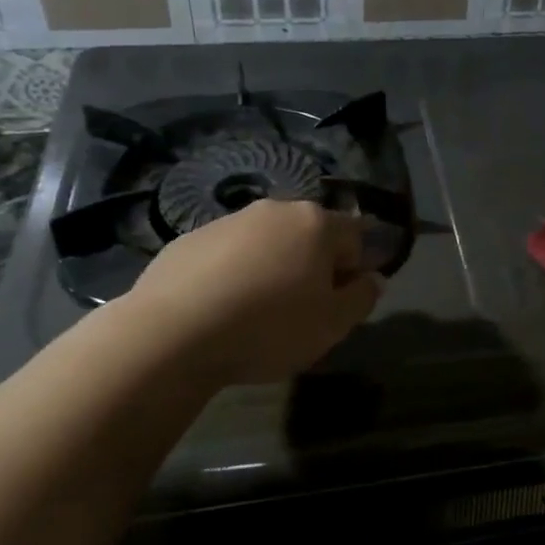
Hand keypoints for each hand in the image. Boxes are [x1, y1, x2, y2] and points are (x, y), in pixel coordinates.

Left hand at [123, 200, 382, 387]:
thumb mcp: (333, 324)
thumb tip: (373, 278)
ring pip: (266, 243)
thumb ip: (362, 297)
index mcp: (316, 223)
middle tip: (301, 310)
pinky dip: (233, 274)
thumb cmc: (269, 327)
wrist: (172, 334)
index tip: (339, 304)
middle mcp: (275, 210)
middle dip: (312, 266)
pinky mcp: (188, 239)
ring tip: (256, 313)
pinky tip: (220, 310)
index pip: (355, 237)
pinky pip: (227, 255)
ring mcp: (228, 220)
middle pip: (309, 235)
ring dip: (271, 268)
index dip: (354, 270)